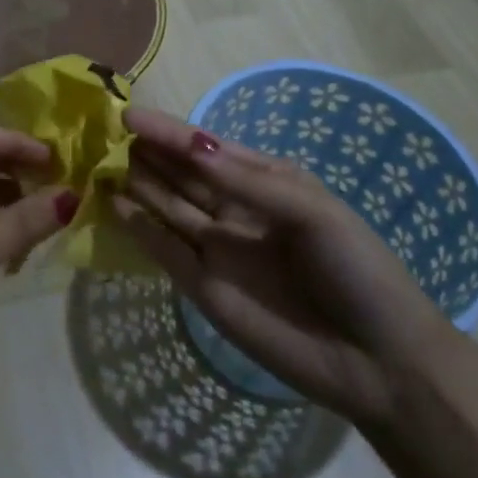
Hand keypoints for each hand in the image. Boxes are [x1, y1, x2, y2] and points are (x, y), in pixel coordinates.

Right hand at [114, 107, 452, 426]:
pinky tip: (114, 204)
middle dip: (146, 151)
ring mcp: (218, 250)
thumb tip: (190, 147)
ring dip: (136, 183)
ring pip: (168, 206)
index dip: (169, 131)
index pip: (207, 147)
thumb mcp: (310, 210)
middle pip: (182, 174)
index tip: (128, 114)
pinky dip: (140, 227)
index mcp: (266, 181)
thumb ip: (246, 182)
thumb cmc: (355, 268)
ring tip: (97, 159)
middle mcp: (236, 209)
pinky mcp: (205, 289)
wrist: (381, 362)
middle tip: (102, 130)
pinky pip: (165, 250)